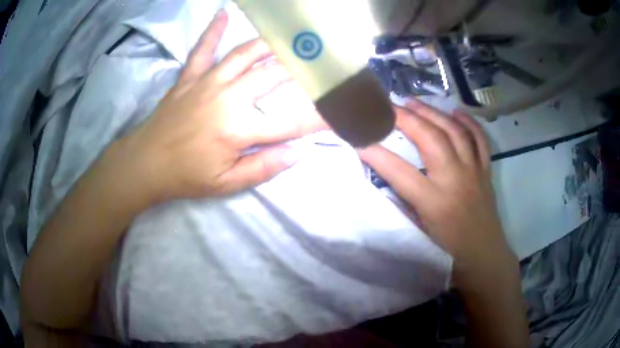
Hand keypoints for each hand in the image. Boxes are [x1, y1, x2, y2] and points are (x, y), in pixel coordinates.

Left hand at [106, 10, 324, 203]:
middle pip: (272, 75)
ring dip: (270, 44)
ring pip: (244, 54)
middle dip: (301, 68)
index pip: (290, 121)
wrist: (145, 163)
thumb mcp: (227, 184)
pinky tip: (224, 13)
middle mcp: (227, 97)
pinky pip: (203, 49)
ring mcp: (207, 82)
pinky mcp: (189, 77)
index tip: (341, 110)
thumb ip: (264, 167)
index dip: (319, 117)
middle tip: (320, 59)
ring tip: (289, 38)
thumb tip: (298, 152)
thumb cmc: (187, 176)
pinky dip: (213, 31)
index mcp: (238, 128)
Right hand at [358, 100, 517, 283]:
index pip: (398, 170)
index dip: (374, 151)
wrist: (484, 259)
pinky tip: (457, 112)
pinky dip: (469, 123)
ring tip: (414, 102)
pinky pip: (480, 140)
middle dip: (407, 117)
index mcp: (435, 202)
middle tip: (389, 105)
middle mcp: (455, 180)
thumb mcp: (419, 236)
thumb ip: (403, 207)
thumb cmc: (449, 255)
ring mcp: (474, 172)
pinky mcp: (485, 172)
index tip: (356, 136)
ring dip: (433, 113)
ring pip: (455, 132)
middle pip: (431, 138)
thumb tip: (387, 182)